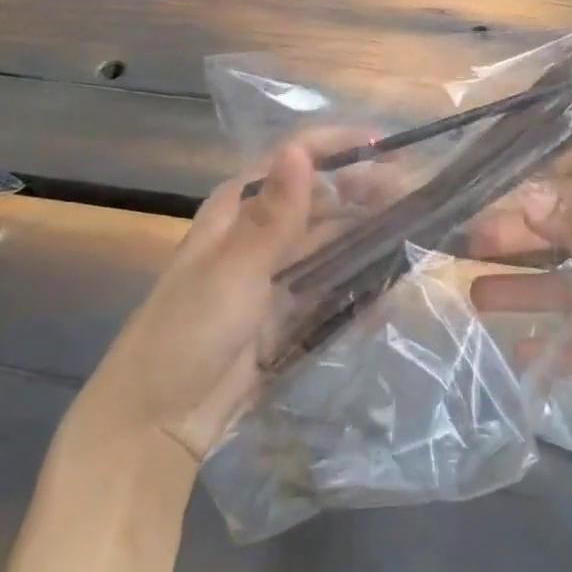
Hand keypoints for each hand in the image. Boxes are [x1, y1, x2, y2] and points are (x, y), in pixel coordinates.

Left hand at [83, 132, 409, 461]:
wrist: (156, 425)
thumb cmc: (187, 332)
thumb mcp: (233, 269)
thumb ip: (275, 213)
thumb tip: (300, 149)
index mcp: (239, 205)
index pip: (296, 157)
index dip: (341, 146)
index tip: (389, 148)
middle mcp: (261, 230)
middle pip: (322, 198)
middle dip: (365, 192)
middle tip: (415, 197)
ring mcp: (276, 273)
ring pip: (332, 241)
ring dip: (368, 234)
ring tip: (415, 232)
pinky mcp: (288, 312)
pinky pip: (332, 286)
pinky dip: (359, 282)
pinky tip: (392, 283)